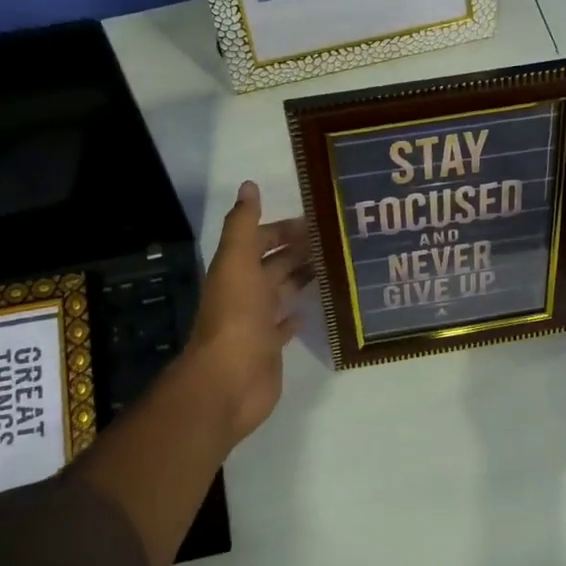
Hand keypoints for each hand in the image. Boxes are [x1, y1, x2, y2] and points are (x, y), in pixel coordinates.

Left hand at [183, 181, 313, 447]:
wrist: (229, 380)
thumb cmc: (236, 316)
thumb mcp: (237, 261)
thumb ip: (242, 224)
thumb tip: (248, 185)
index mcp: (236, 269)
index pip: (260, 239)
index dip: (284, 228)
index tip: (319, 220)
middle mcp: (245, 291)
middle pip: (273, 264)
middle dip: (298, 250)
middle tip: (336, 241)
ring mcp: (256, 321)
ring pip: (281, 291)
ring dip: (300, 278)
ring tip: (334, 267)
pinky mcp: (269, 347)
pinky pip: (283, 326)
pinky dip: (294, 315)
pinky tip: (311, 308)